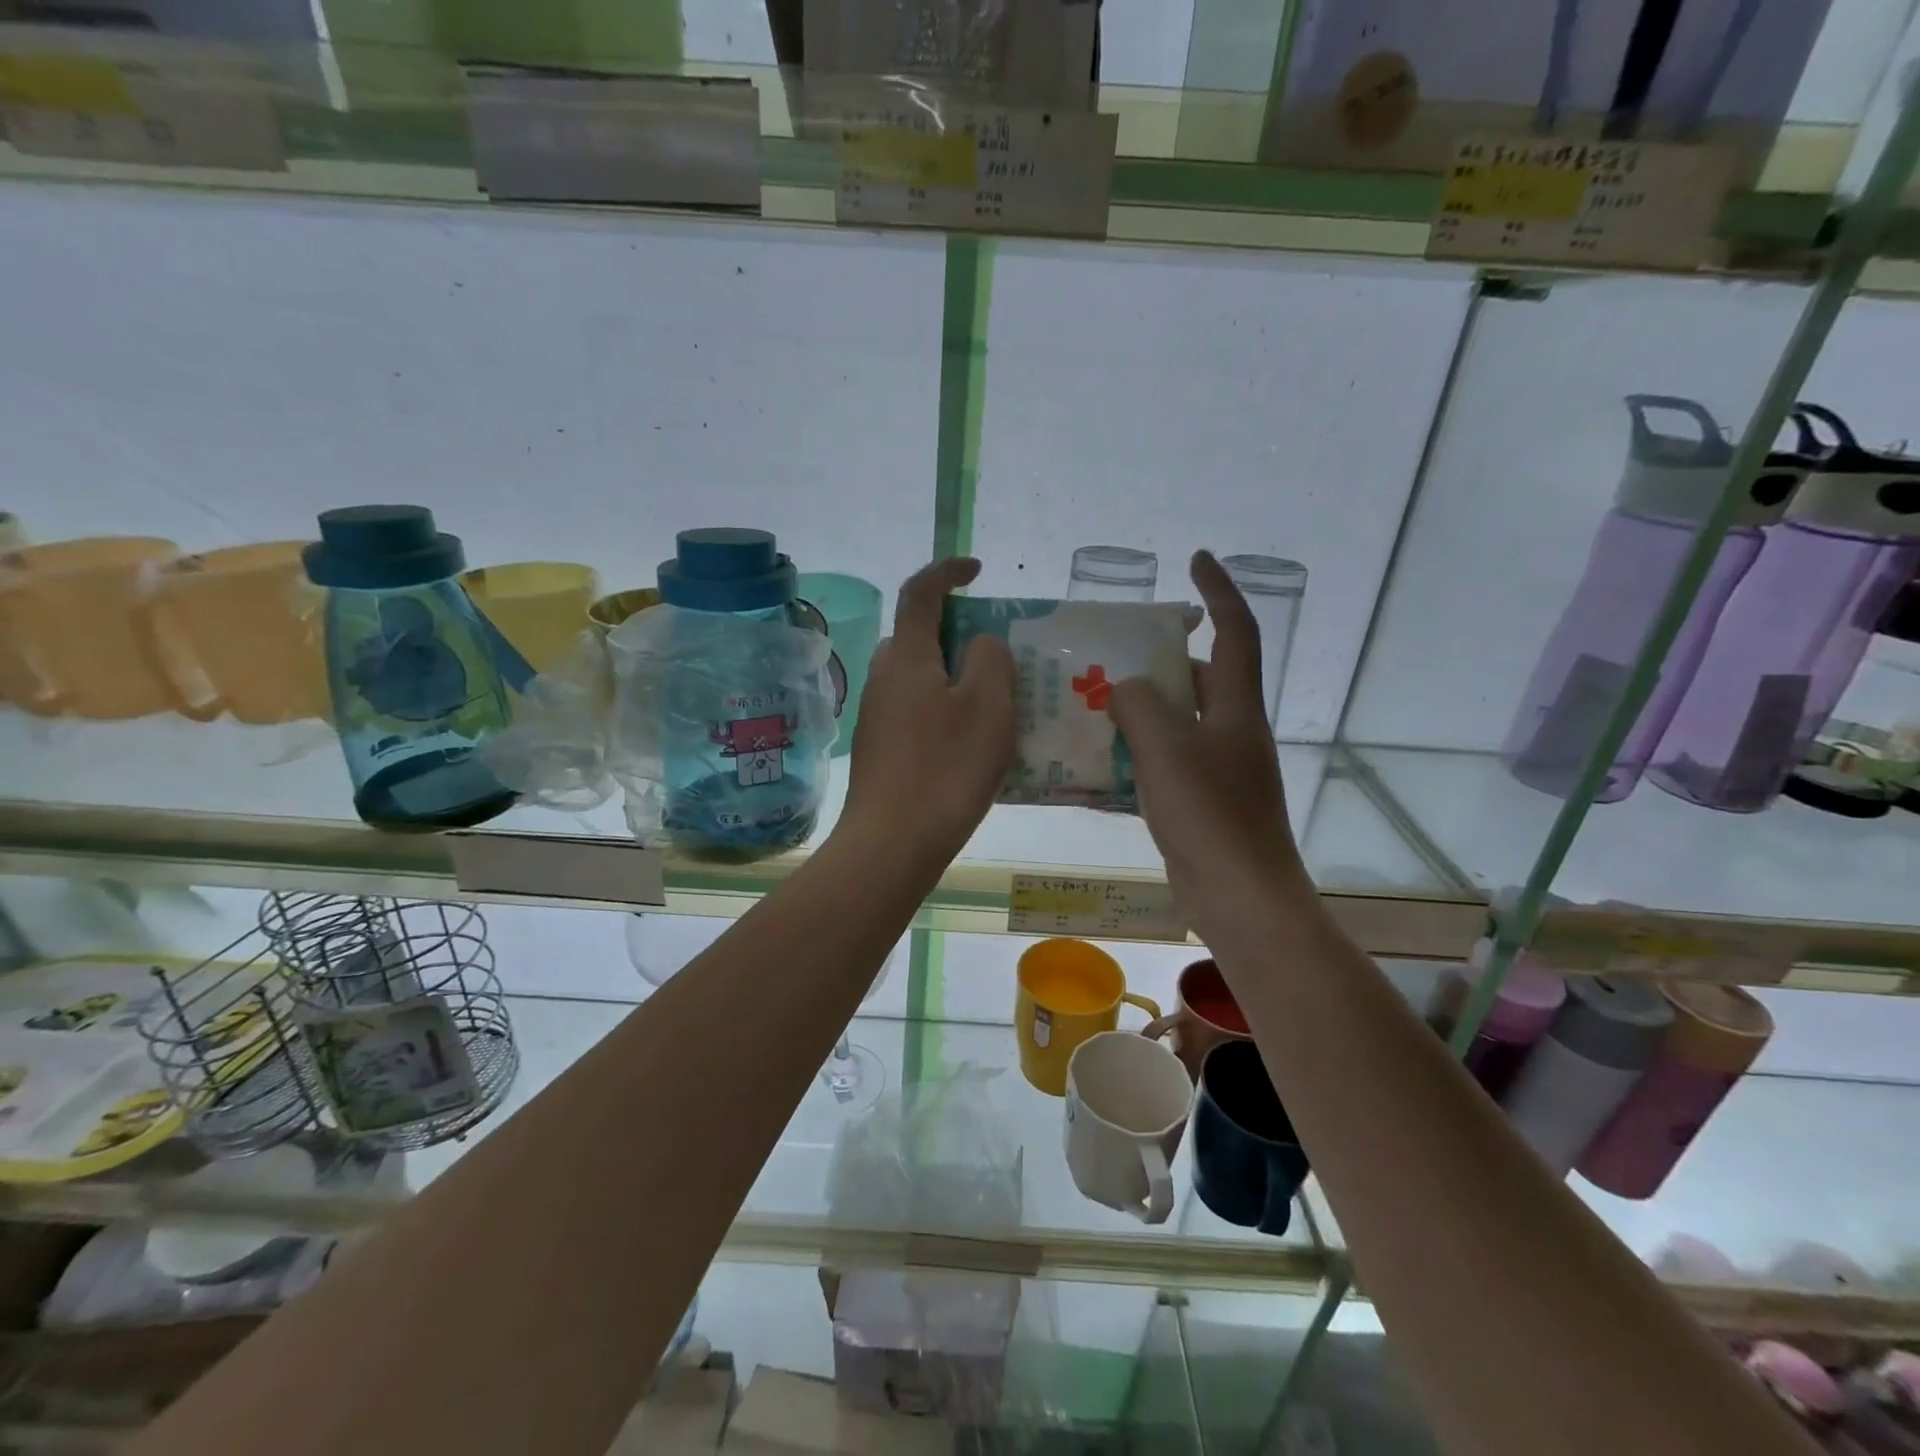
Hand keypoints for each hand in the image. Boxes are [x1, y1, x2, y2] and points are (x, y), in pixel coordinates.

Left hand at [840, 558, 1013, 866]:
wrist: (892, 843)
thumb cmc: (946, 768)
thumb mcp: (988, 706)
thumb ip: (990, 659)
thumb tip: (980, 643)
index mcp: (907, 657)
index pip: (921, 592)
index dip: (947, 571)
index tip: (977, 570)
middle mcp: (884, 677)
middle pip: (921, 637)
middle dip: (959, 634)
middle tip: (1001, 656)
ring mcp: (877, 715)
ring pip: (921, 678)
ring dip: (955, 678)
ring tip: (998, 705)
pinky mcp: (880, 749)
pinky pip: (917, 711)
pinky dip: (945, 710)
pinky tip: (972, 745)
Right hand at [1108, 551, 1310, 916]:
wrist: (1240, 898)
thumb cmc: (1210, 816)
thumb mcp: (1166, 749)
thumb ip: (1139, 706)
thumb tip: (1123, 690)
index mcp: (1235, 708)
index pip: (1235, 631)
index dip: (1219, 591)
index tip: (1196, 560)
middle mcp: (1232, 731)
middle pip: (1198, 678)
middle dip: (1159, 660)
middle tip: (1111, 654)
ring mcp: (1219, 770)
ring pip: (1176, 723)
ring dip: (1140, 711)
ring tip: (1092, 705)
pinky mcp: (1203, 804)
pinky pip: (1164, 764)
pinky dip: (1136, 757)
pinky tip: (1098, 766)